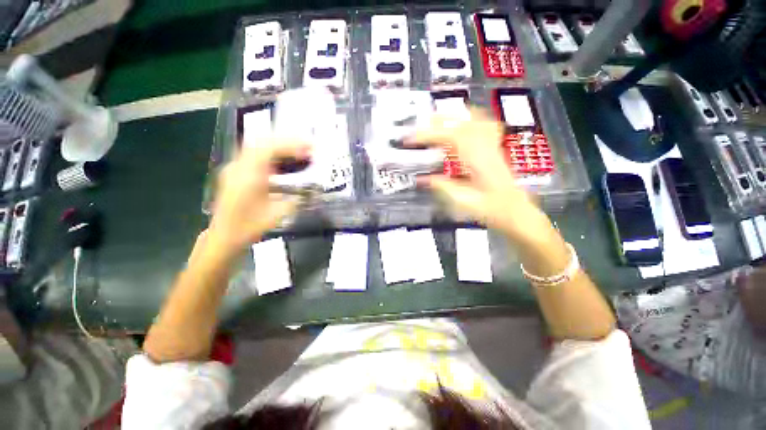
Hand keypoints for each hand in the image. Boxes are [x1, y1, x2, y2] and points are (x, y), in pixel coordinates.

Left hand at [208, 139, 310, 253]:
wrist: (225, 236)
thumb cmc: (250, 226)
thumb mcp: (278, 214)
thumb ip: (297, 199)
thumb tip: (314, 190)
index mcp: (248, 176)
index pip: (269, 149)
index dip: (291, 145)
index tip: (309, 148)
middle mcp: (239, 167)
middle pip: (262, 142)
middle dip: (286, 141)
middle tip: (307, 146)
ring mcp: (235, 168)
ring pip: (257, 146)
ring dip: (279, 145)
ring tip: (298, 150)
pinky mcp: (236, 172)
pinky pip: (254, 154)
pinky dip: (271, 152)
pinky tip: (283, 159)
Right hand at [409, 108, 556, 245]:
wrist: (515, 211)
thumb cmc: (491, 209)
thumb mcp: (463, 201)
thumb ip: (442, 186)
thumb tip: (421, 179)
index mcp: (477, 160)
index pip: (450, 137)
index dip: (428, 134)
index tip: (411, 138)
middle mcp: (485, 148)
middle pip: (461, 123)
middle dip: (437, 122)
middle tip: (418, 127)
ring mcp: (491, 146)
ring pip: (473, 120)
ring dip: (452, 118)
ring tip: (435, 120)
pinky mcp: (493, 148)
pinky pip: (483, 126)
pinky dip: (470, 119)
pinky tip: (463, 121)